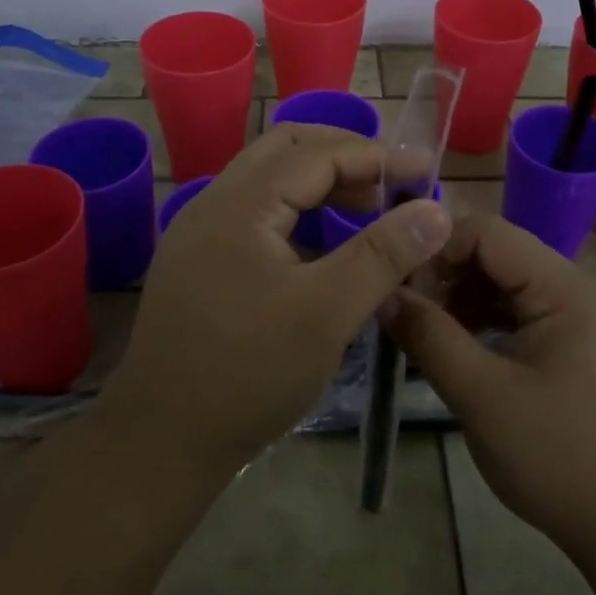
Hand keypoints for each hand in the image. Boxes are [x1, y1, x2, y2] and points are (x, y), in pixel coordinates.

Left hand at [98, 124, 453, 474]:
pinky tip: (322, 248)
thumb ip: (383, 254)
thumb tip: (436, 211)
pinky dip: (296, 213)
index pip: (317, 153)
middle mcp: (213, 204)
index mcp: (239, 205)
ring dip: (319, 184)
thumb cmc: (248, 374)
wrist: (159, 443)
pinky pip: (255, 214)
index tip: (425, 173)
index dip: (376, 157)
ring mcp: (200, 233)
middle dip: (344, 157)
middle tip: (390, 187)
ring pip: (268, 182)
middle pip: (286, 151)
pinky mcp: (198, 262)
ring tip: (365, 212)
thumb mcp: (327, 313)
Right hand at [384, 216, 595, 563]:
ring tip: (432, 337)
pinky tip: (468, 352)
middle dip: (450, 277)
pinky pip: (530, 314)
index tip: (401, 286)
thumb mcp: (481, 396)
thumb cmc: (558, 459)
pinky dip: (493, 323)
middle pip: (501, 256)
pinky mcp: (588, 349)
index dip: (438, 249)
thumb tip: (386, 295)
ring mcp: (589, 321)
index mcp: (566, 290)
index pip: (489, 234)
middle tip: (410, 315)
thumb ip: (429, 337)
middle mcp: (582, 292)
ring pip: (514, 286)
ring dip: (468, 301)